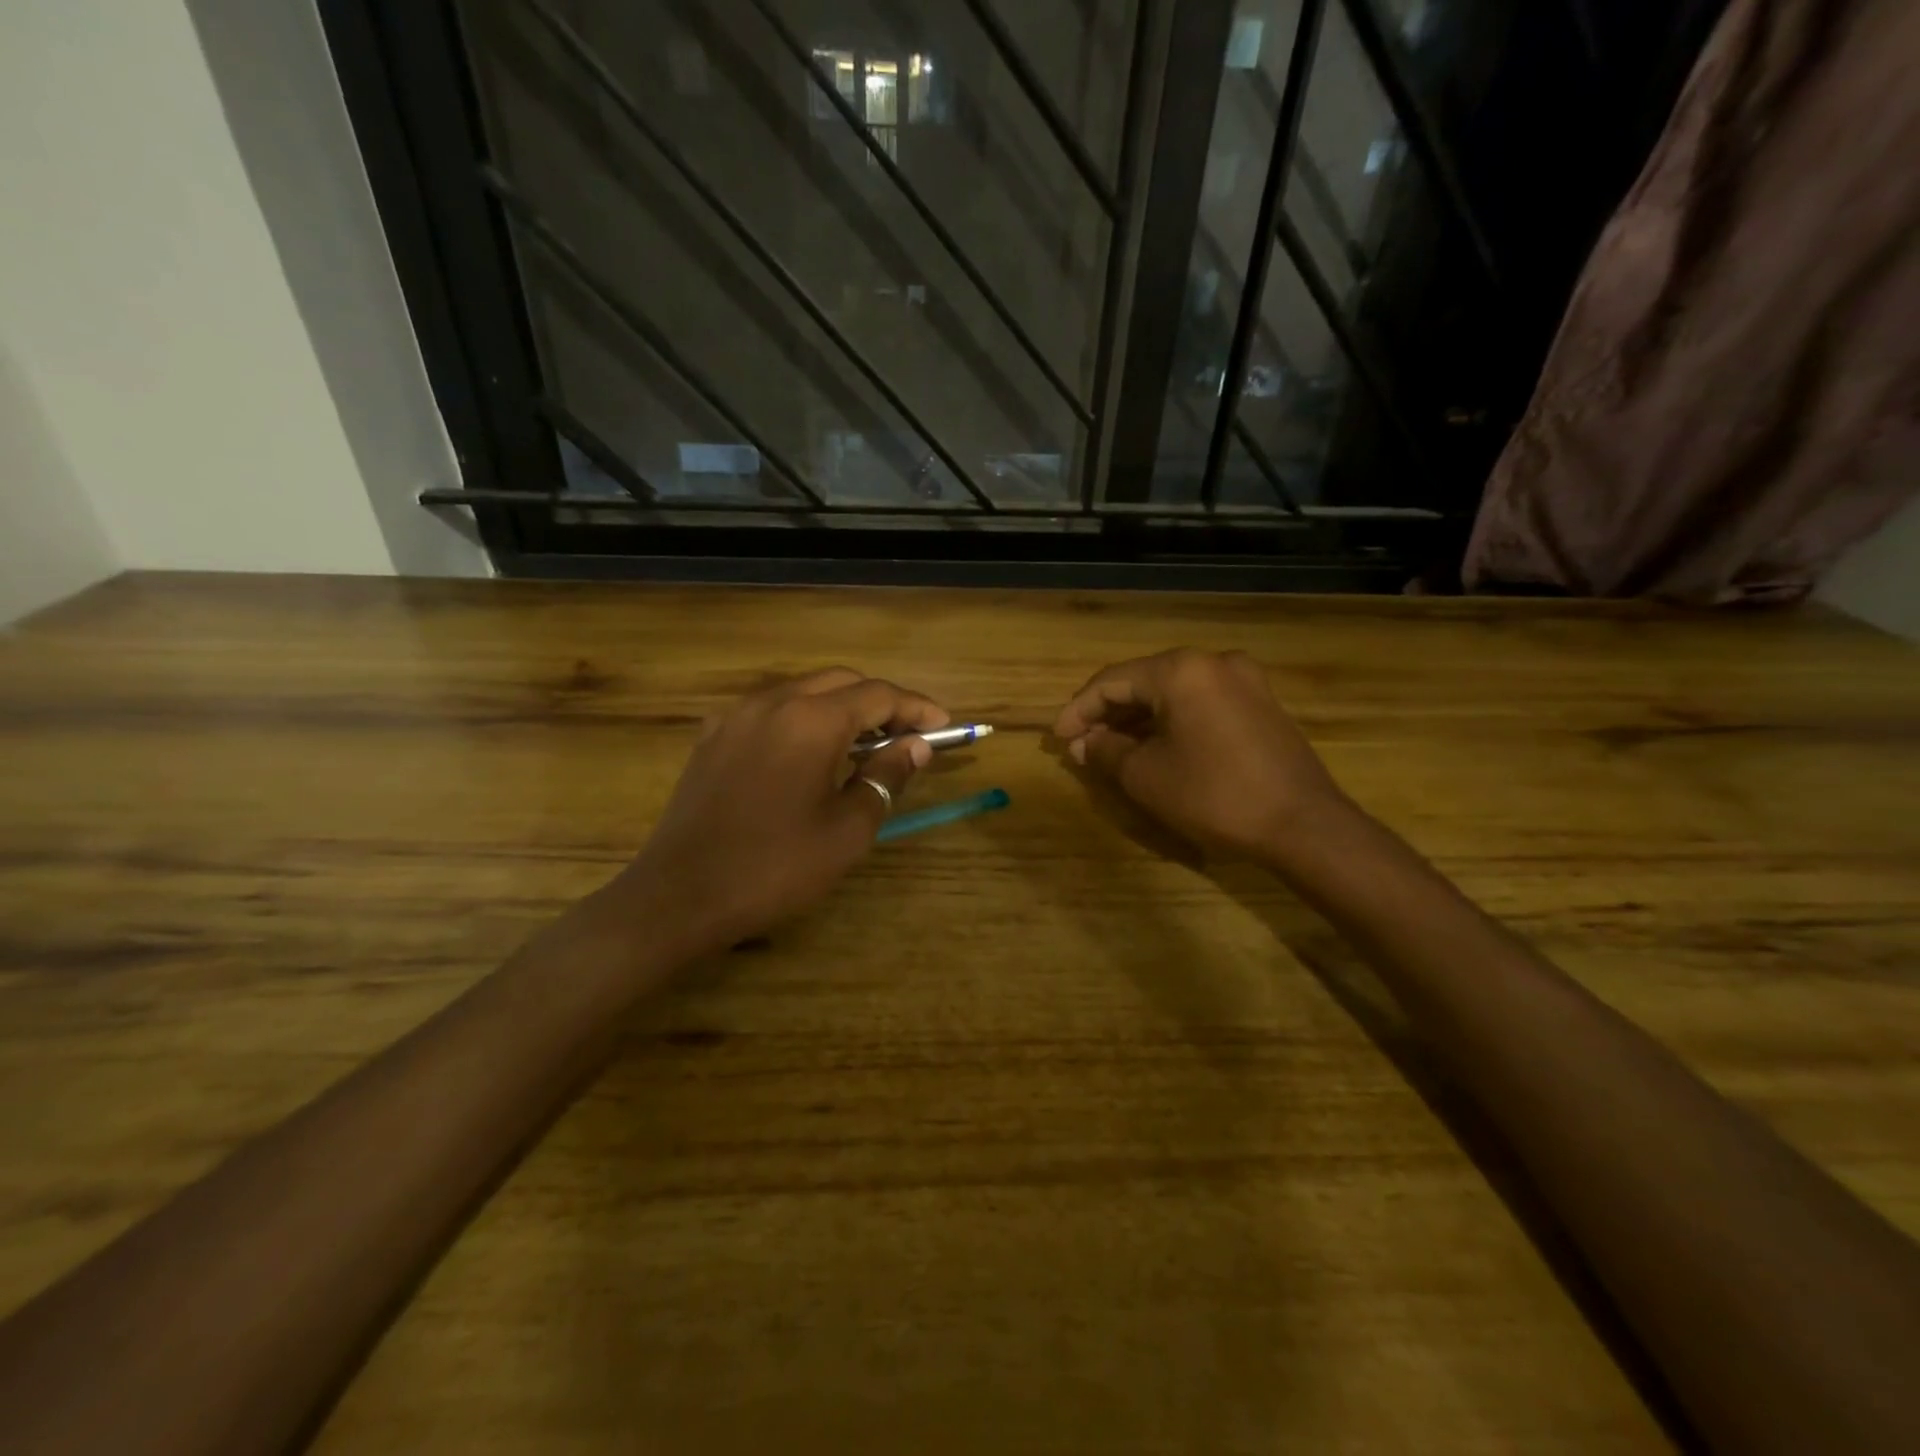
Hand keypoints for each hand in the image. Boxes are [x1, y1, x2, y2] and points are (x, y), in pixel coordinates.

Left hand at [607, 668, 947, 956]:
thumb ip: (886, 777)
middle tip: (909, 736)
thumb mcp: (847, 830)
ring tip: (866, 745)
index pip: (879, 695)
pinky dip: (804, 718)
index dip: (917, 708)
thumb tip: (916, 746)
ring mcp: (737, 716)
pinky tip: (810, 754)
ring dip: (842, 707)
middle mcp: (773, 702)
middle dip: (881, 702)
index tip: (944, 726)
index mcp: (811, 720)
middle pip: (841, 682)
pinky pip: (771, 710)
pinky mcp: (713, 736)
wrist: (680, 895)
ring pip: (804, 691)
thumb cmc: (775, 867)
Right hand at [1053, 648, 1347, 859]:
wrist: (1304, 825)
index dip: (1078, 710)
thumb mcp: (1146, 776)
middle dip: (1108, 715)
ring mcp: (1244, 681)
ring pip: (1173, 693)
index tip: (1058, 739)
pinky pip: (1201, 703)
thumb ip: (1106, 751)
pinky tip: (1154, 747)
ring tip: (1111, 750)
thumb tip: (1084, 743)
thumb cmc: (1215, 795)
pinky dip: (1171, 722)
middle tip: (1082, 745)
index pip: (1112, 681)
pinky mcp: (1261, 704)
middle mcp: (1214, 662)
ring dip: (1138, 720)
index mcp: (1181, 670)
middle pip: (1143, 682)